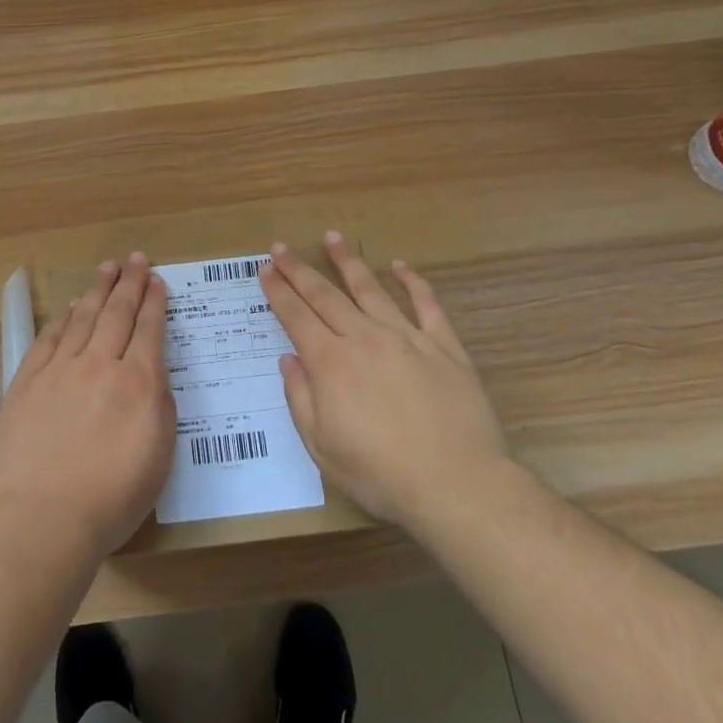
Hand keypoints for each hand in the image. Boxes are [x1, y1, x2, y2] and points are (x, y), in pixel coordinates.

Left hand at [0, 254, 176, 562]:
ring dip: (97, 290)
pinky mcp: (28, 381)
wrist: (46, 517)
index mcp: (138, 382)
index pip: (149, 329)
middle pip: (117, 312)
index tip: (157, 280)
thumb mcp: (160, 456)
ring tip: (106, 269)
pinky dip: (63, 320)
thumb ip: (161, 406)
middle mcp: (101, 364)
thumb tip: (151, 375)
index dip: (154, 301)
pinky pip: (49, 338)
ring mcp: (60, 369)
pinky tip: (70, 309)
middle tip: (136, 259)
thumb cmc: (113, 497)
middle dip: (129, 283)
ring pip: (83, 317)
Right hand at [263, 232, 507, 532]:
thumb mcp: (321, 447)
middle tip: (281, 246)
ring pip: (371, 289)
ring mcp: (407, 337)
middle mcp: (364, 338)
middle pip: (325, 295)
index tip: (265, 269)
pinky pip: (427, 305)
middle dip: (299, 270)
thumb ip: (300, 399)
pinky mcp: (444, 347)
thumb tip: (289, 359)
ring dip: (348, 262)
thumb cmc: (380, 474)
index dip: (278, 291)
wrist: (456, 485)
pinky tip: (401, 266)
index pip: (296, 316)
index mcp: (331, 363)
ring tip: (333, 237)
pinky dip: (413, 282)